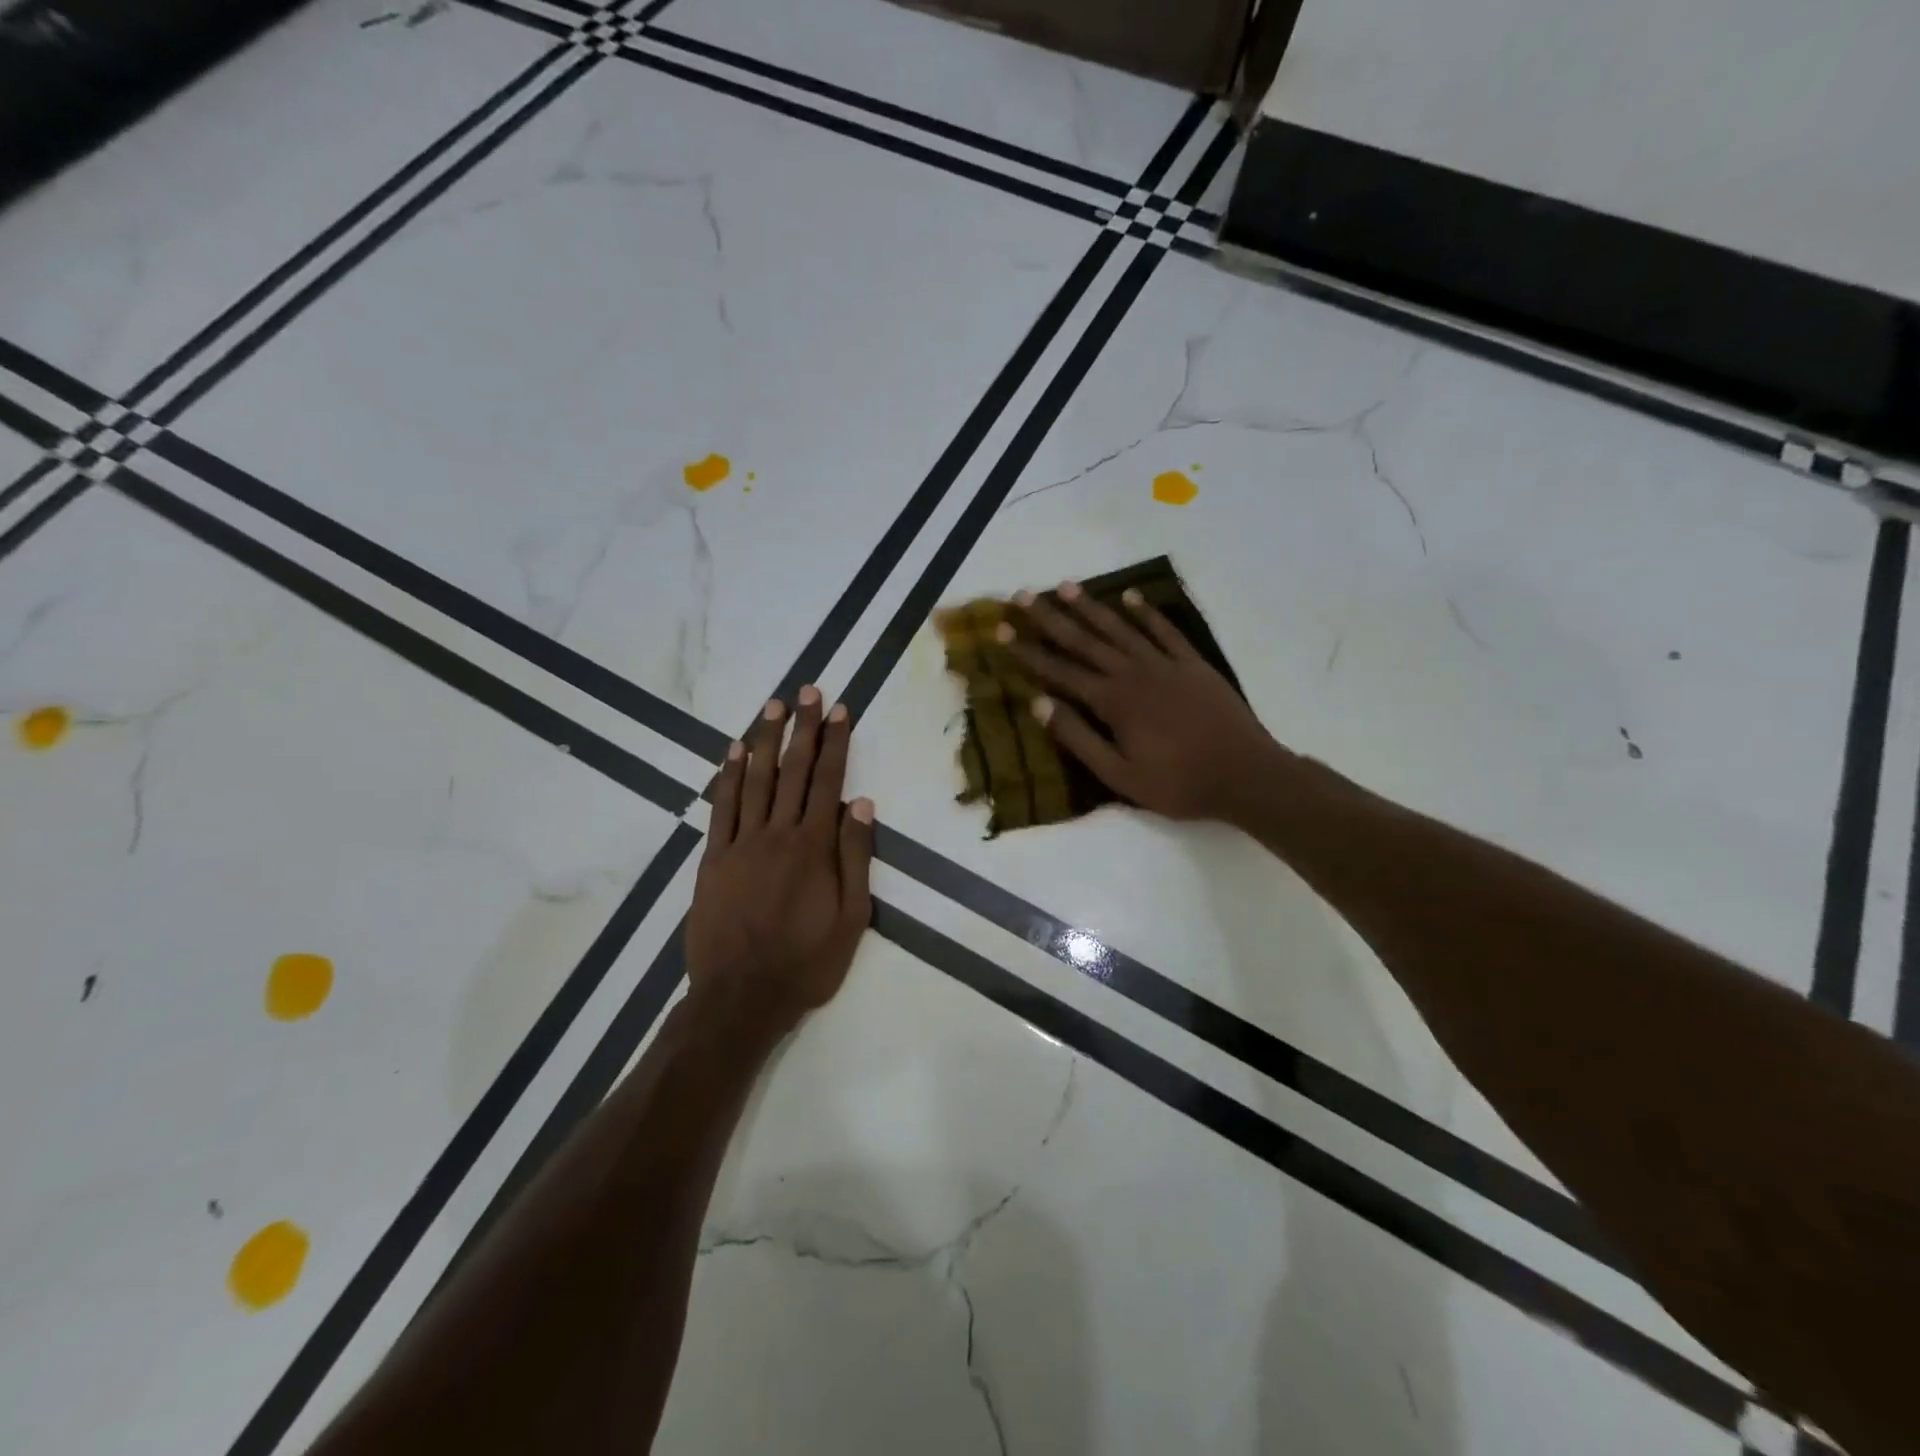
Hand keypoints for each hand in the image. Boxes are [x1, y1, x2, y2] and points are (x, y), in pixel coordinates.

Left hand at [686, 686, 873, 1045]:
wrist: (740, 997)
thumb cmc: (806, 962)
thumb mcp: (851, 918)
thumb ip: (856, 858)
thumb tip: (861, 805)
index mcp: (814, 847)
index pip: (829, 781)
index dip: (836, 743)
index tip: (841, 710)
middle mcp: (777, 834)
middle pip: (793, 770)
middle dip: (803, 728)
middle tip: (808, 691)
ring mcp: (741, 843)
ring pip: (756, 780)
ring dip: (765, 740)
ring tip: (774, 706)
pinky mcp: (713, 858)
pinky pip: (722, 808)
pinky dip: (728, 776)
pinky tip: (734, 751)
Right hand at [1002, 581, 1279, 823]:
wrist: (1245, 775)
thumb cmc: (1178, 783)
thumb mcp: (1119, 775)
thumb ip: (1079, 738)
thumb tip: (1040, 705)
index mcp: (1113, 702)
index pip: (1061, 672)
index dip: (1029, 652)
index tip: (1003, 632)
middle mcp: (1134, 674)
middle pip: (1085, 641)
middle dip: (1051, 618)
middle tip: (1023, 595)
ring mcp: (1166, 665)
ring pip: (1120, 629)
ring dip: (1091, 607)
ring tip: (1065, 586)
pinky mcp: (1193, 664)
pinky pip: (1165, 631)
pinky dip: (1146, 613)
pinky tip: (1130, 598)